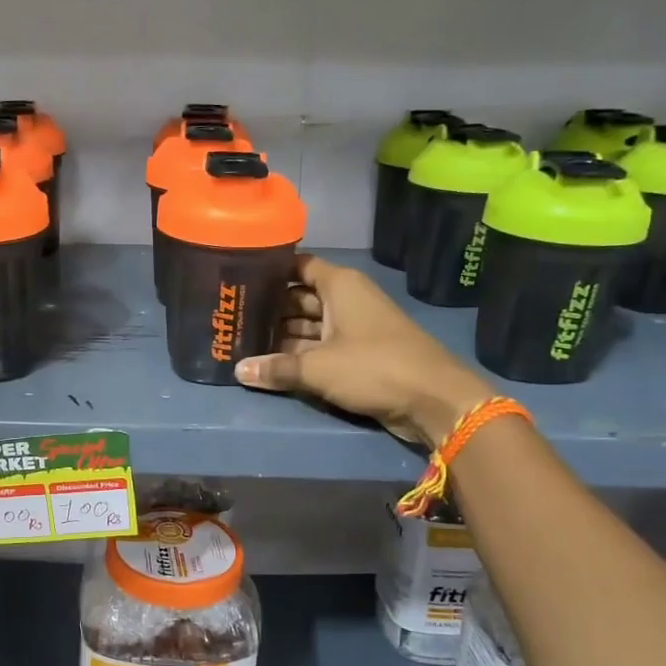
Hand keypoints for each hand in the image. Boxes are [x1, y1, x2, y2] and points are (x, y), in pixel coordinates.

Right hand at [234, 254, 494, 445]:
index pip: (299, 266)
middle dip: (269, 309)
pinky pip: (320, 348)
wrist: (433, 400)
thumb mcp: (317, 368)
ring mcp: (354, 328)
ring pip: (309, 326)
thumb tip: (238, 371)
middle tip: (231, 318)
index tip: (238, 279)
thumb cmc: (373, 367)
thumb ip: (276, 368)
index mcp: (340, 286)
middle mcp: (346, 300)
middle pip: (300, 298)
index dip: (270, 271)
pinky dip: (298, 354)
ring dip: (281, 336)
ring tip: (242, 342)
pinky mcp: (358, 355)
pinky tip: (269, 364)